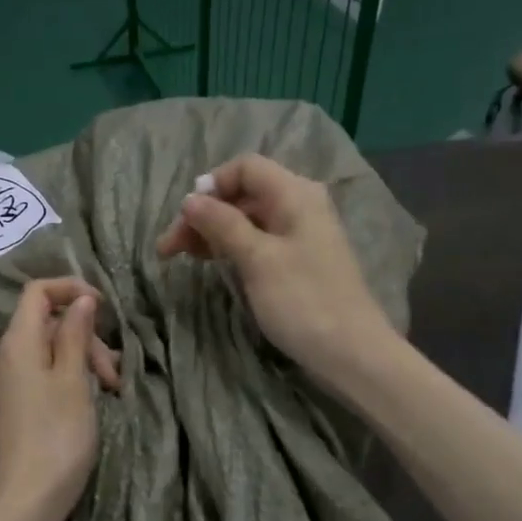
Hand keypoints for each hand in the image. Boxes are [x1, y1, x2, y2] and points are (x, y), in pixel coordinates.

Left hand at [0, 278, 119, 520]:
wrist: (28, 500)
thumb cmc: (57, 436)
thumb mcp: (74, 379)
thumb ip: (75, 334)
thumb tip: (81, 300)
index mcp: (17, 343)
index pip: (36, 291)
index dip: (70, 288)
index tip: (103, 306)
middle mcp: (5, 356)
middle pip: (47, 323)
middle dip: (85, 337)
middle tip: (113, 374)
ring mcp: (7, 382)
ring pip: (49, 350)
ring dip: (83, 359)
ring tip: (111, 390)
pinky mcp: (14, 405)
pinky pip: (42, 373)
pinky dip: (69, 376)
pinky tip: (91, 398)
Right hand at [155, 154, 393, 387]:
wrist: (351, 352)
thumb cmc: (303, 300)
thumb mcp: (257, 259)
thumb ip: (222, 224)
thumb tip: (190, 200)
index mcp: (295, 194)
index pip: (245, 168)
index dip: (211, 186)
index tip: (184, 217)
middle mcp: (300, 205)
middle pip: (243, 194)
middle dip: (204, 215)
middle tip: (170, 249)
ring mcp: (301, 234)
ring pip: (248, 219)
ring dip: (213, 233)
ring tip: (182, 257)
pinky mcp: (298, 261)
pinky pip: (258, 241)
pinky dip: (232, 248)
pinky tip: (214, 264)